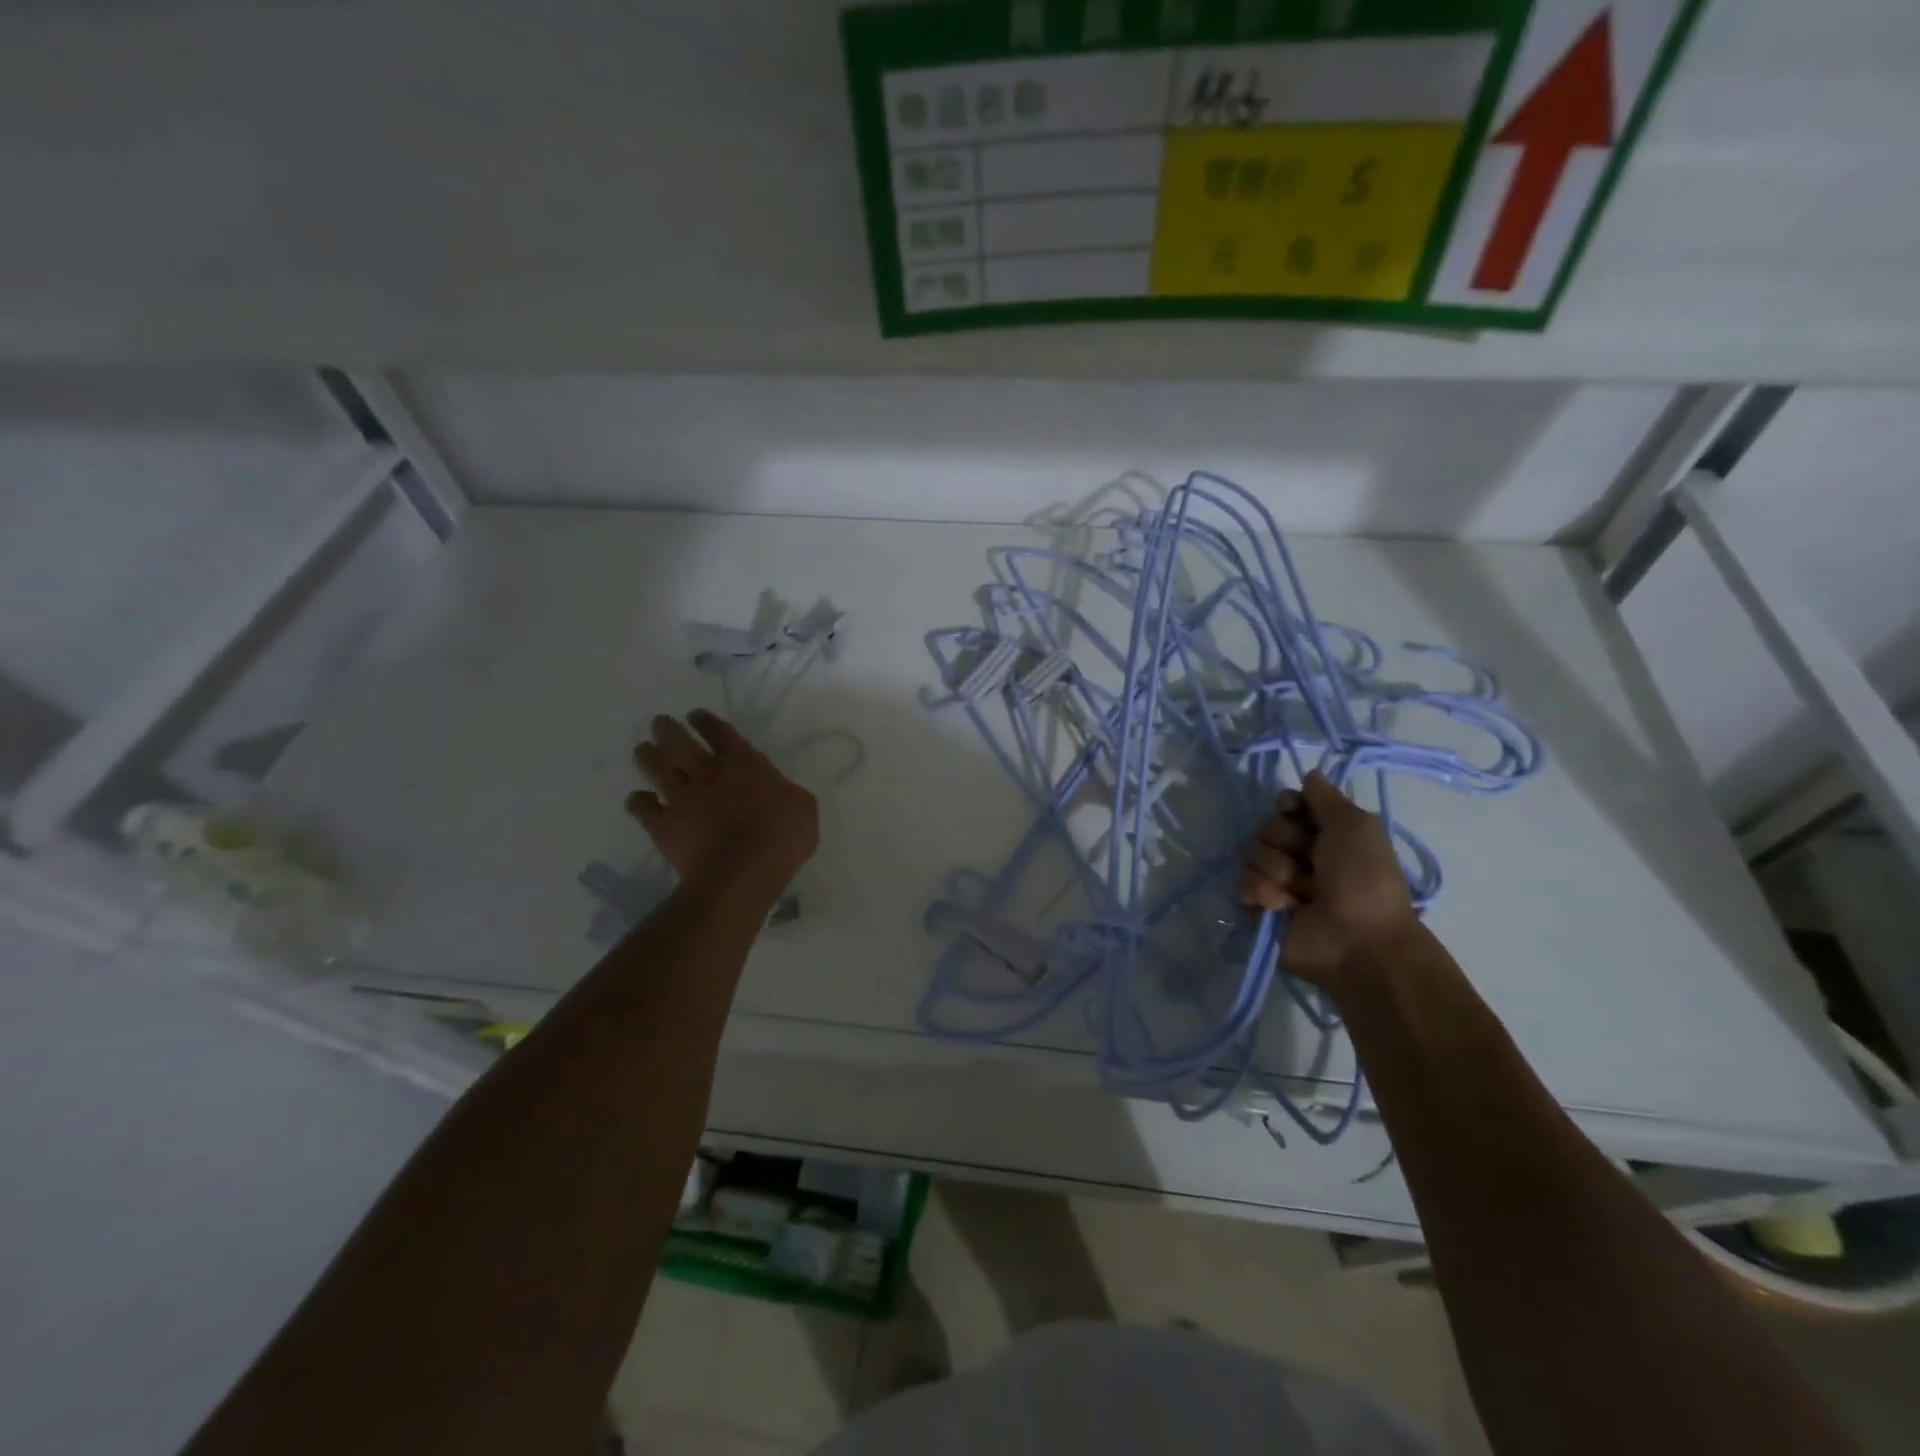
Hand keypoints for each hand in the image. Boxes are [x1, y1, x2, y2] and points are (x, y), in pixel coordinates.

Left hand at [627, 710, 818, 892]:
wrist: (742, 873)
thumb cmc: (782, 838)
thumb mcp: (803, 809)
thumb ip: (787, 794)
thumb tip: (780, 794)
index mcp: (744, 764)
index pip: (720, 732)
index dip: (707, 721)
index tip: (696, 715)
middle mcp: (708, 773)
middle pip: (679, 742)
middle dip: (667, 729)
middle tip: (659, 723)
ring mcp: (681, 798)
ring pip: (655, 768)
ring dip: (647, 756)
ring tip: (643, 750)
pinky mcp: (663, 826)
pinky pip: (642, 808)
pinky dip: (638, 802)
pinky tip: (640, 801)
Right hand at [1238, 770, 1418, 989]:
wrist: (1359, 941)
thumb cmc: (1365, 880)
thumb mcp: (1357, 827)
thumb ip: (1327, 797)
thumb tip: (1310, 773)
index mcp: (1324, 835)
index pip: (1287, 804)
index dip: (1287, 805)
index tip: (1294, 810)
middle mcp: (1299, 855)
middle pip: (1266, 827)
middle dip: (1285, 841)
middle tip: (1310, 862)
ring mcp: (1277, 882)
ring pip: (1251, 854)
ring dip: (1277, 871)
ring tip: (1300, 893)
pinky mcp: (1259, 908)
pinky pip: (1243, 885)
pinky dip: (1264, 894)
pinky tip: (1284, 908)